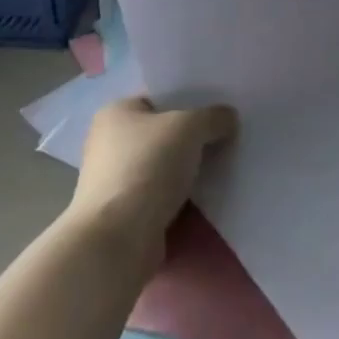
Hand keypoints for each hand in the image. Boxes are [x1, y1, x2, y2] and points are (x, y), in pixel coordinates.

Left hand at [68, 96, 236, 260]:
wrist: (118, 239)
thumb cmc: (147, 167)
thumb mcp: (189, 127)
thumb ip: (213, 117)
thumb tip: (227, 118)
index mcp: (116, 113)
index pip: (159, 99)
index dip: (190, 102)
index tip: (219, 112)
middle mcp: (109, 144)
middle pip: (164, 135)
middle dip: (194, 140)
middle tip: (229, 139)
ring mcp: (116, 182)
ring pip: (165, 169)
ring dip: (190, 173)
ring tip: (227, 170)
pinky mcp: (126, 215)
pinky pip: (164, 199)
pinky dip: (184, 201)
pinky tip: (211, 200)